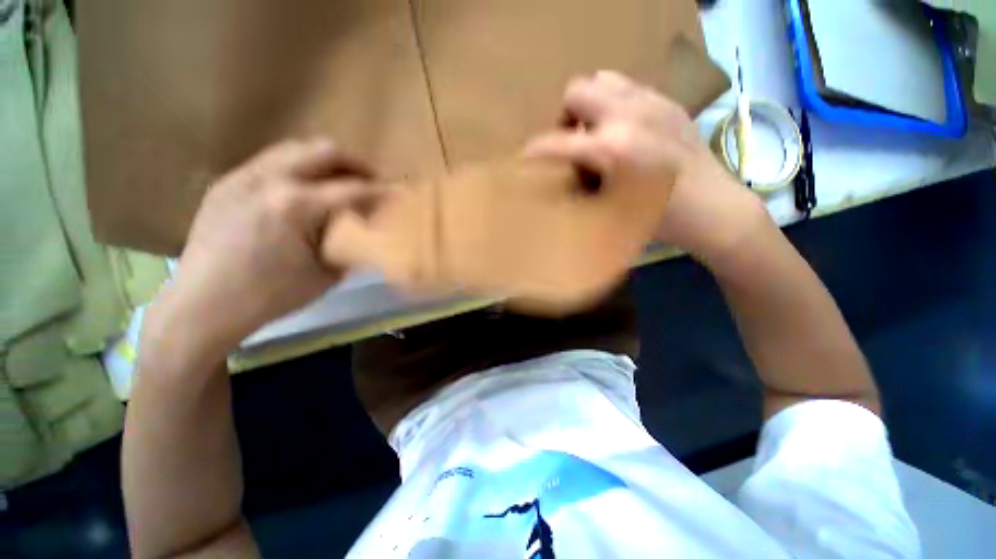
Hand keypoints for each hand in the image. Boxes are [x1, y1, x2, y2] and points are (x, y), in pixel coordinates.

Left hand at [147, 138, 377, 358]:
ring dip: (325, 161)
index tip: (397, 193)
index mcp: (296, 207)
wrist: (203, 305)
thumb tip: (367, 232)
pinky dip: (298, 168)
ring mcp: (243, 176)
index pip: (353, 189)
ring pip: (295, 148)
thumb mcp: (326, 274)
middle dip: (356, 163)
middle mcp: (269, 180)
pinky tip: (304, 190)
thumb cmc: (270, 296)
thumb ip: (351, 245)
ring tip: (340, 181)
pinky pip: (271, 162)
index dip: (381, 191)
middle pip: (324, 151)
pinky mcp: (227, 182)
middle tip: (372, 180)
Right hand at [525, 71, 767, 261]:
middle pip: (576, 91)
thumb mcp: (610, 213)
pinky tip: (624, 131)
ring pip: (602, 79)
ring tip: (597, 132)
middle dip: (566, 117)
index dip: (533, 152)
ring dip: (590, 105)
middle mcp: (628, 115)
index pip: (556, 143)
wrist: (713, 209)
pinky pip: (629, 86)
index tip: (524, 159)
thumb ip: (579, 190)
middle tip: (574, 143)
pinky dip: (615, 104)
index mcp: (611, 149)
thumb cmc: (657, 220)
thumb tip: (561, 179)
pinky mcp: (669, 101)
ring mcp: (652, 102)